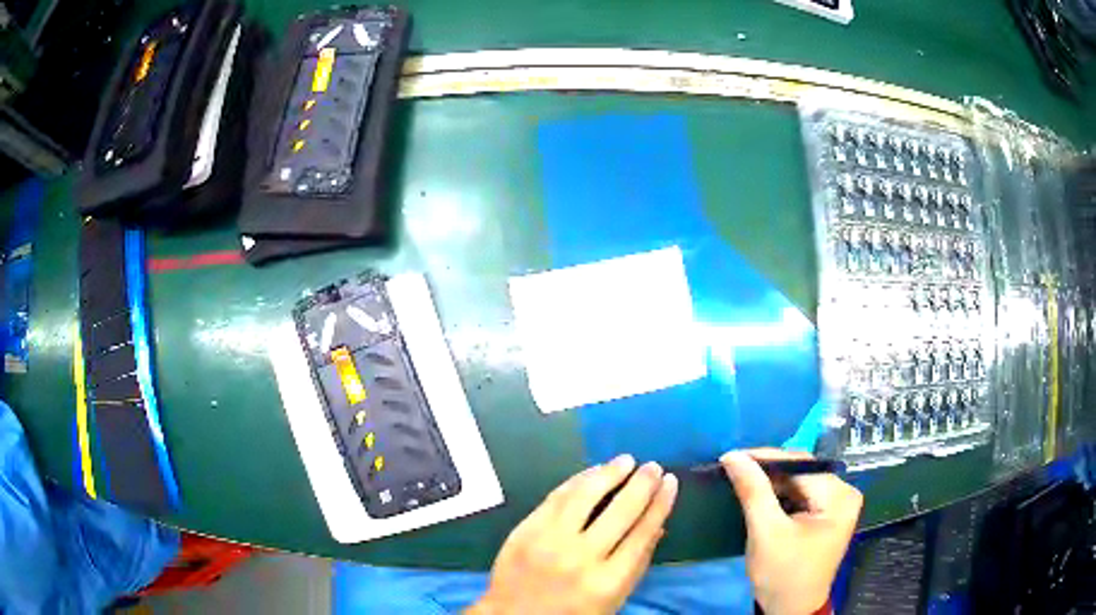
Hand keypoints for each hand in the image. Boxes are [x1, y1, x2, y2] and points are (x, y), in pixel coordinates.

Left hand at [470, 455, 678, 614]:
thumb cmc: (571, 613)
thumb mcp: (613, 599)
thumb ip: (637, 564)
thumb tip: (658, 525)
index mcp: (608, 581)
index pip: (643, 533)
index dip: (660, 503)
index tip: (670, 481)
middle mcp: (581, 558)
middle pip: (620, 511)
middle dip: (642, 484)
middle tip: (653, 466)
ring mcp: (549, 542)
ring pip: (585, 496)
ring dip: (609, 473)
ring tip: (626, 460)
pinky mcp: (525, 530)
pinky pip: (556, 497)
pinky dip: (578, 480)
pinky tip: (593, 472)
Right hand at [721, 449, 861, 614]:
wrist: (790, 610)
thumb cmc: (782, 575)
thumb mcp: (765, 532)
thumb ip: (753, 491)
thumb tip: (733, 455)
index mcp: (839, 497)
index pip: (801, 465)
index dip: (766, 459)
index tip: (732, 457)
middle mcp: (844, 494)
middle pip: (801, 472)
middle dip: (768, 472)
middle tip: (735, 469)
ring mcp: (837, 505)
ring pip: (799, 483)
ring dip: (771, 483)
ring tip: (743, 480)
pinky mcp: (826, 515)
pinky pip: (800, 495)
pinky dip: (779, 496)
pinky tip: (759, 496)